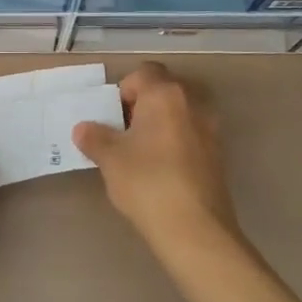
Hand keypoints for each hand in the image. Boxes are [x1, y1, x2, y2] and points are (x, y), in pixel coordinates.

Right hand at [72, 62, 239, 256]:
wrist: (195, 230)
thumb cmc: (147, 182)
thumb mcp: (110, 159)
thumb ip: (94, 137)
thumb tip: (84, 129)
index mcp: (165, 95)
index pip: (144, 72)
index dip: (124, 89)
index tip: (112, 116)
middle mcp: (192, 103)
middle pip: (164, 90)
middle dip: (142, 106)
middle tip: (122, 133)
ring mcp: (210, 129)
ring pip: (179, 113)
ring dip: (160, 124)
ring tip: (140, 153)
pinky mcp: (218, 155)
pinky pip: (190, 135)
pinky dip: (174, 143)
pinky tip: (160, 171)